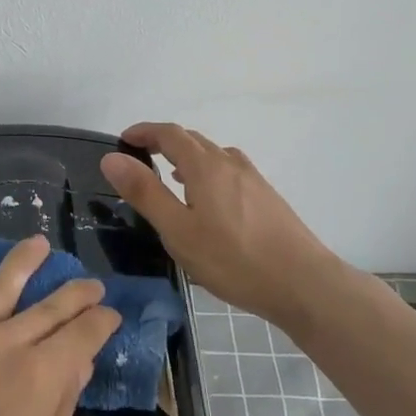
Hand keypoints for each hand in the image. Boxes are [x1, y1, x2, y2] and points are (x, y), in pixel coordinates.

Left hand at [0, 235, 120, 415]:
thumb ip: (61, 412)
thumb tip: (78, 365)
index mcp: (41, 377)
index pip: (82, 335)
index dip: (102, 321)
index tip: (113, 314)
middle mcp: (7, 346)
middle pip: (50, 306)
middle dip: (76, 292)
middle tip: (92, 282)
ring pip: (0, 289)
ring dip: (22, 262)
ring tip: (38, 242)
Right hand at [100, 121, 355, 327]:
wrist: (303, 283)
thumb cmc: (233, 260)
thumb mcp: (178, 230)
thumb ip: (145, 192)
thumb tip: (112, 157)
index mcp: (205, 166)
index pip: (169, 133)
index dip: (144, 132)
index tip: (124, 140)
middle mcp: (230, 163)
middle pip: (192, 139)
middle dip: (163, 142)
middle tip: (140, 159)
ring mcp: (253, 179)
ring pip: (214, 155)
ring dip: (187, 157)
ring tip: (171, 178)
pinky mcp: (267, 197)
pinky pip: (229, 170)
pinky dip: (208, 172)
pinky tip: (208, 201)